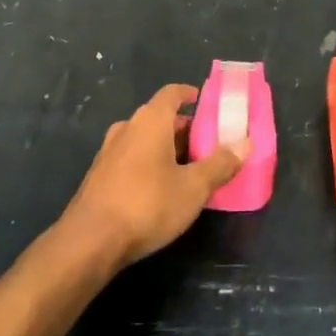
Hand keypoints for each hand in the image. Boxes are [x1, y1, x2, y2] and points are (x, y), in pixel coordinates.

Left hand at [61, 84, 245, 268]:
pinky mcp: (99, 176)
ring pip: (143, 138)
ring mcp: (109, 152)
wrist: (89, 242)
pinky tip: (159, 187)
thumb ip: (220, 164)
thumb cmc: (147, 205)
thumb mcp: (193, 188)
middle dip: (183, 127)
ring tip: (186, 166)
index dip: (188, 94)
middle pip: (159, 117)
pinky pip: (130, 157)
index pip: (171, 94)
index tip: (202, 100)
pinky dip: (148, 162)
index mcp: (150, 121)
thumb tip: (246, 143)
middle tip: (206, 142)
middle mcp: (127, 128)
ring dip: (165, 146)